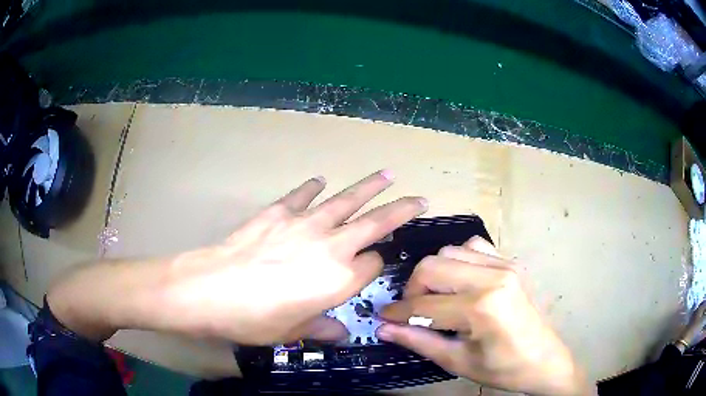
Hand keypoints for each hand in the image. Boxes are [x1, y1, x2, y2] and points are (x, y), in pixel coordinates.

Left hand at [48, 170, 426, 344]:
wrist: (210, 289)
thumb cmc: (254, 319)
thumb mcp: (292, 332)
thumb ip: (322, 329)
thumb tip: (342, 336)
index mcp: (340, 280)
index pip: (373, 265)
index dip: (374, 267)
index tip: (369, 270)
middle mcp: (331, 247)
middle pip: (376, 223)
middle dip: (401, 210)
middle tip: (419, 198)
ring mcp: (306, 224)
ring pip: (348, 200)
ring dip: (369, 187)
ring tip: (387, 174)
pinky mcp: (279, 212)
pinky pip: (303, 195)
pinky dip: (312, 188)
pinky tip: (319, 180)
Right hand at [377, 237, 593, 395]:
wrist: (545, 360)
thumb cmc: (503, 369)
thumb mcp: (458, 362)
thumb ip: (419, 341)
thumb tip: (384, 328)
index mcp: (482, 308)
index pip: (424, 303)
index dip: (398, 311)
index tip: (384, 317)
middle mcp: (494, 277)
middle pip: (433, 265)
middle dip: (414, 288)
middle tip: (413, 310)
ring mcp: (506, 265)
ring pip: (451, 250)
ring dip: (436, 273)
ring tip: (438, 297)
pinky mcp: (513, 262)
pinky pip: (475, 246)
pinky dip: (459, 260)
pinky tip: (462, 282)